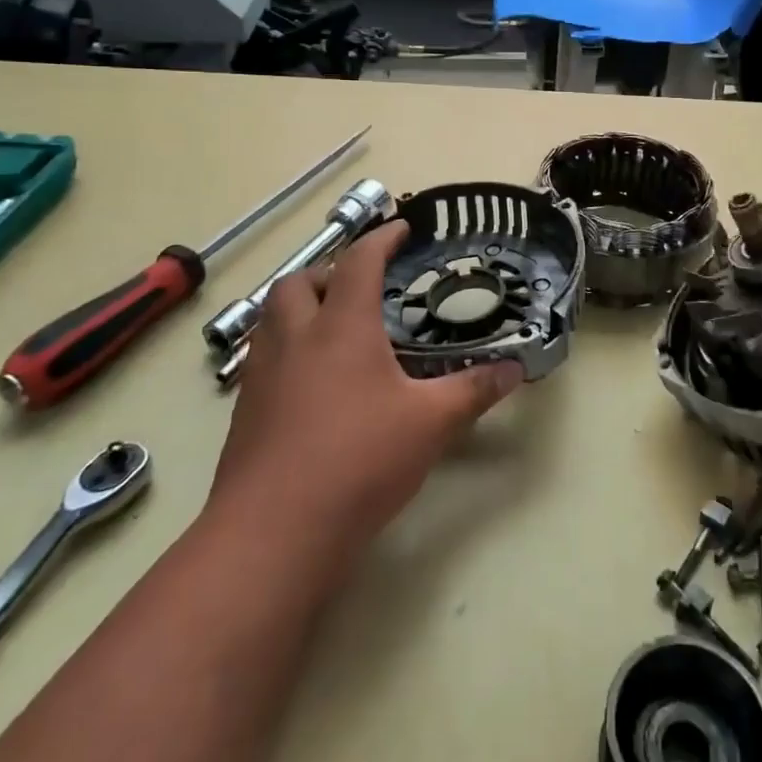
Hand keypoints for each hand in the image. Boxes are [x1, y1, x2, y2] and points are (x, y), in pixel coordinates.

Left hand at [208, 221, 522, 552]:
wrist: (273, 533)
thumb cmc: (358, 460)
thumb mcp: (430, 424)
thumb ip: (474, 391)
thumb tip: (516, 370)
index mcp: (341, 327)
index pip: (359, 262)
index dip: (381, 239)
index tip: (400, 228)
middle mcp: (296, 338)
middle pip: (299, 282)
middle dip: (328, 272)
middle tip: (360, 287)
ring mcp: (262, 375)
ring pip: (271, 318)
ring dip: (301, 307)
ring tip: (334, 328)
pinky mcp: (245, 411)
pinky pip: (263, 357)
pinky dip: (287, 348)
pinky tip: (312, 382)